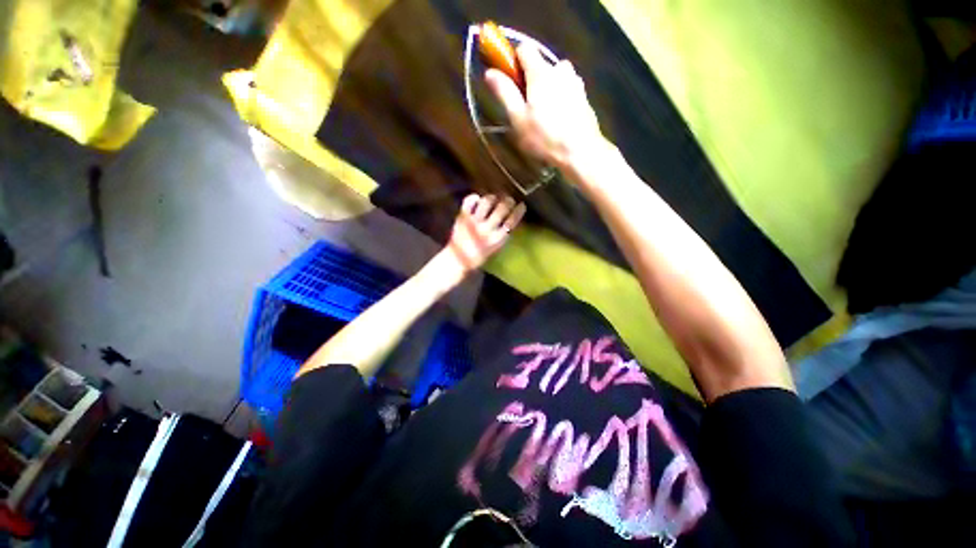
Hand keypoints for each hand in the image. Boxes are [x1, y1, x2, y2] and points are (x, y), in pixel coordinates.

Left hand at [442, 194, 525, 274]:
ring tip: (494, 198)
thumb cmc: (479, 256)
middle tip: (509, 199)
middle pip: (501, 208)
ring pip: (486, 202)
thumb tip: (510, 220)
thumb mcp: (495, 248)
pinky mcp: (463, 218)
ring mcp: (474, 222)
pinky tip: (477, 199)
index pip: (512, 221)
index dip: (518, 211)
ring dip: (492, 198)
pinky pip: (469, 202)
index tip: (521, 205)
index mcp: (497, 239)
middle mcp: (487, 229)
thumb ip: (502, 235)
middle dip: (508, 201)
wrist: (458, 260)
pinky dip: (474, 198)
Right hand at [485, 45, 604, 168]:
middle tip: (526, 108)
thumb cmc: (544, 137)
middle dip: (531, 80)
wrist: (580, 152)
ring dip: (547, 89)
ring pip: (556, 77)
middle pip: (541, 64)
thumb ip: (504, 93)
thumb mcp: (518, 119)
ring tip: (543, 117)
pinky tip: (558, 121)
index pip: (524, 49)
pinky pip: (567, 90)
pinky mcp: (584, 97)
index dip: (513, 61)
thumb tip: (490, 72)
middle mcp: (561, 70)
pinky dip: (560, 98)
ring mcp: (576, 83)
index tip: (510, 81)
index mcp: (541, 72)